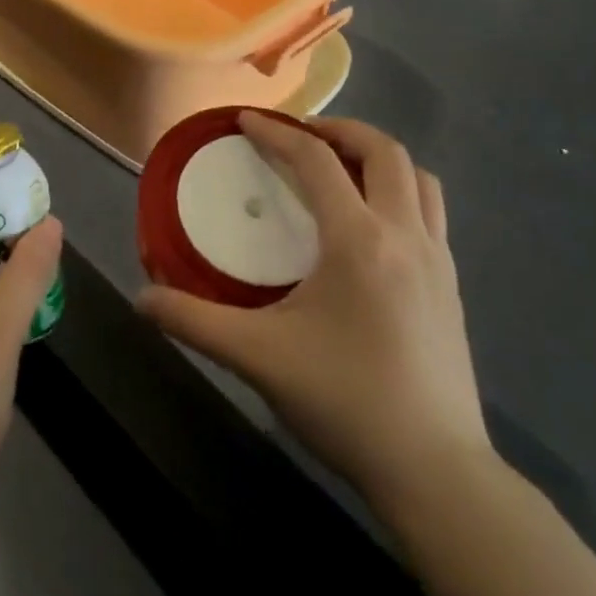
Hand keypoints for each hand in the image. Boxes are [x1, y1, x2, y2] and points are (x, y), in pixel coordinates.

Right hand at [137, 112, 490, 525]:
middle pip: (384, 151)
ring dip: (378, 159)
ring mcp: (438, 261)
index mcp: (359, 240)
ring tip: (340, 170)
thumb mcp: (258, 358)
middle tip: (300, 137)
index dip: (277, 132)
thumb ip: (194, 321)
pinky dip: (400, 193)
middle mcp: (405, 235)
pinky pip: (431, 212)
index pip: (316, 160)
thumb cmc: (346, 402)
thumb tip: (143, 299)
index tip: (244, 122)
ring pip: (419, 179)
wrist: (436, 473)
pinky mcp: (452, 287)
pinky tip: (370, 227)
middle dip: (340, 130)